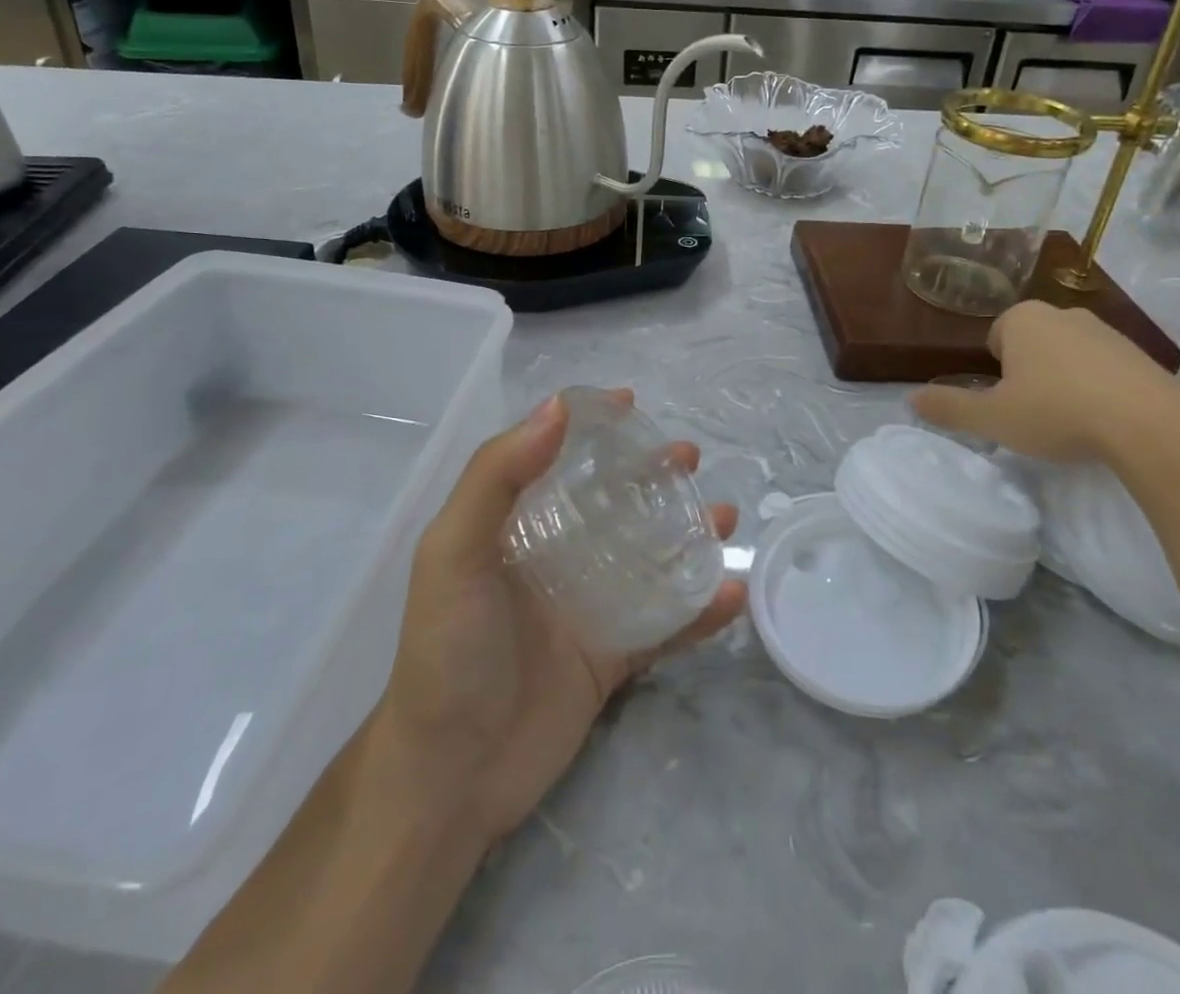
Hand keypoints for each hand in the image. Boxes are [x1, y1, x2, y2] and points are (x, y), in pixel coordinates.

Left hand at [378, 393, 745, 842]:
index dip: (589, 427)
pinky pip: (665, 626)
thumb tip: (556, 407)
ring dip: (688, 533)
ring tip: (726, 517)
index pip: (555, 459)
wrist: (449, 777)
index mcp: (514, 528)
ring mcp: (586, 608)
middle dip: (651, 474)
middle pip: (613, 502)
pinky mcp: (612, 658)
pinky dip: (700, 610)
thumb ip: (497, 476)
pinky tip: (732, 593)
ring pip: (648, 557)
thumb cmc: (447, 649)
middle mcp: (553, 558)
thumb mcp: (454, 551)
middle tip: (689, 457)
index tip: (629, 402)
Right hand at [910, 300, 1179, 463]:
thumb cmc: (1057, 412)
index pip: (994, 337)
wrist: (1152, 425)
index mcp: (1022, 319)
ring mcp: (1107, 331)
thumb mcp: (992, 418)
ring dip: (1064, 380)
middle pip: (1031, 343)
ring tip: (1070, 420)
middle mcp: (1062, 313)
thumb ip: (949, 408)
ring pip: (1068, 354)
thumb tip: (911, 400)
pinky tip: (1104, 420)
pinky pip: (1104, 368)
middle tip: (1033, 413)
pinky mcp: (1141, 354)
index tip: (1006, 402)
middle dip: (1028, 372)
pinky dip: (1099, 388)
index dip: (995, 372)